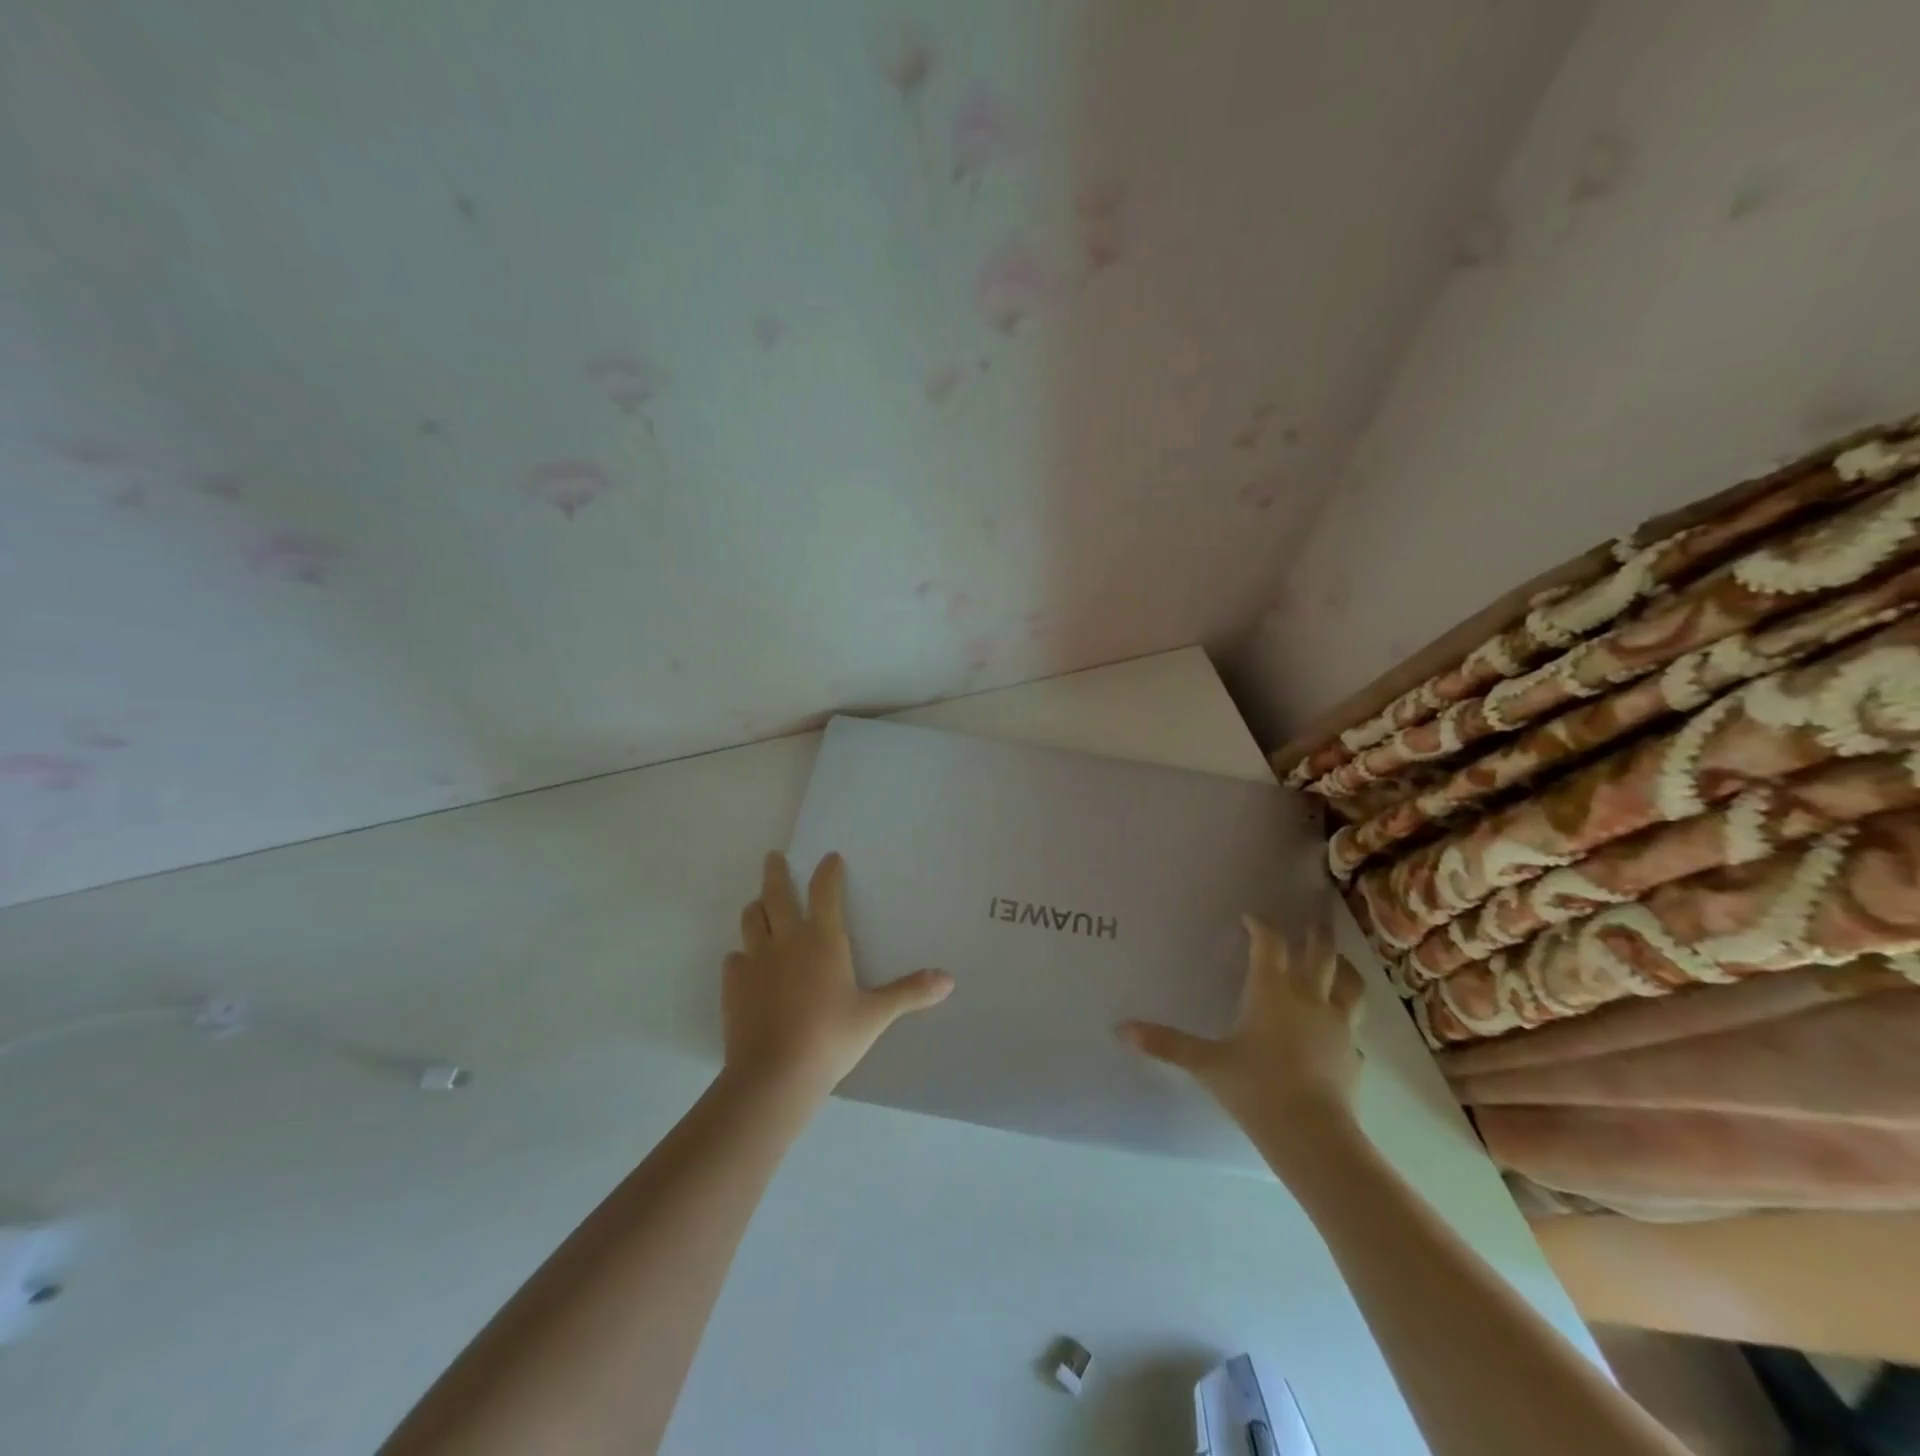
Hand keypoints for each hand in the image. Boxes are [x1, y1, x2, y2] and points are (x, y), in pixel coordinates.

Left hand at [723, 851, 952, 1100]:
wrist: (774, 1074)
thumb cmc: (831, 1037)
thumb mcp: (875, 1015)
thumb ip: (909, 992)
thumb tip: (949, 979)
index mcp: (823, 939)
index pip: (824, 891)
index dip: (828, 872)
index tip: (830, 858)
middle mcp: (786, 939)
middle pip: (776, 893)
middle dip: (776, 872)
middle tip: (774, 856)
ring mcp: (755, 960)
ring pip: (751, 920)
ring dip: (756, 908)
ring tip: (759, 905)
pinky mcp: (733, 984)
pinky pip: (734, 958)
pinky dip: (742, 954)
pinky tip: (745, 963)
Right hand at [1118, 915, 1366, 1172]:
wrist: (1312, 1134)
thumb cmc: (1255, 1087)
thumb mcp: (1205, 1062)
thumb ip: (1166, 1043)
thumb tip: (1121, 1030)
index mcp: (1271, 989)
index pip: (1269, 943)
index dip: (1260, 926)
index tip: (1250, 918)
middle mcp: (1309, 997)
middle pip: (1320, 953)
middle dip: (1313, 935)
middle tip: (1311, 922)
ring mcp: (1337, 1025)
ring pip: (1350, 984)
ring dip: (1344, 968)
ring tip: (1339, 962)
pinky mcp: (1353, 1054)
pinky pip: (1354, 1028)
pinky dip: (1347, 1021)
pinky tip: (1339, 1030)